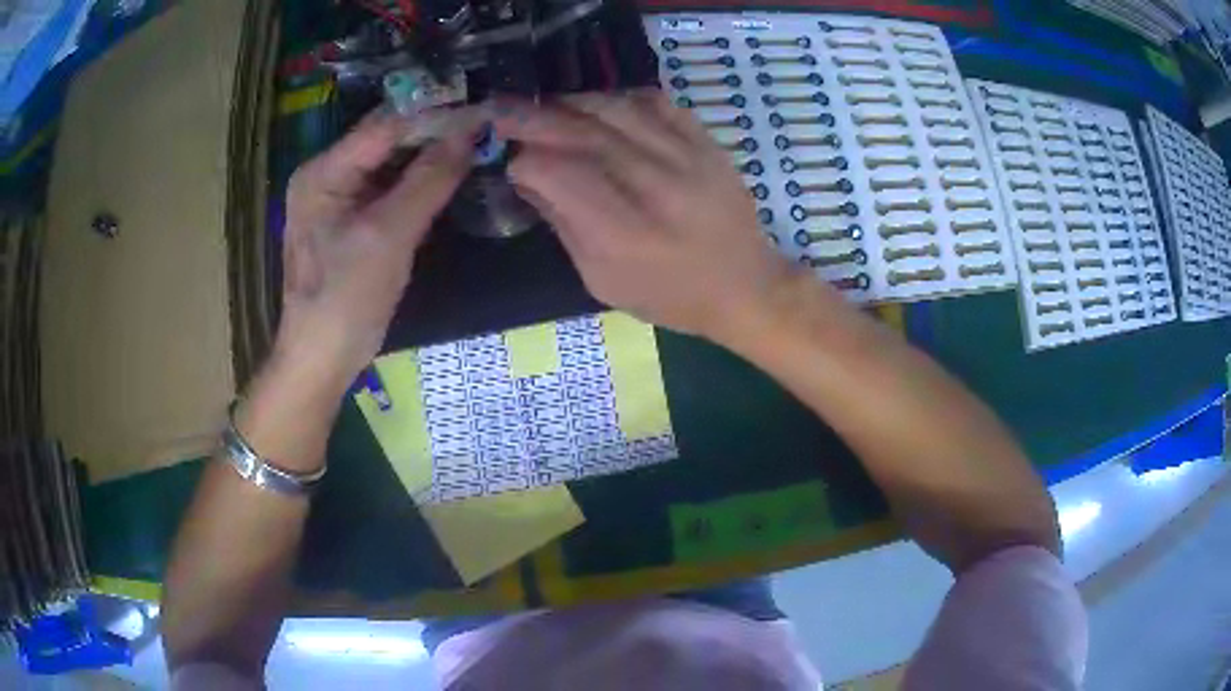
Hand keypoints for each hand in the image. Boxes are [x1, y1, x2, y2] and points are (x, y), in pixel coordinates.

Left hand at [277, 108, 476, 386]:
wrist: (323, 358)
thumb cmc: (347, 298)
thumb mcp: (389, 235)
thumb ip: (429, 179)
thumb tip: (469, 131)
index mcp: (323, 171)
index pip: (384, 126)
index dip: (433, 114)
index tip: (480, 108)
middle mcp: (326, 175)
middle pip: (385, 140)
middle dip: (432, 132)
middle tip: (483, 124)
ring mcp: (337, 198)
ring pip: (390, 163)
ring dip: (428, 155)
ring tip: (475, 143)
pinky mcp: (350, 220)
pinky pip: (388, 188)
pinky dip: (418, 182)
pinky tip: (449, 175)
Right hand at [494, 90, 798, 341]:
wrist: (745, 286)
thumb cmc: (670, 296)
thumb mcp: (604, 281)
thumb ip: (564, 225)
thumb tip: (529, 177)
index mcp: (624, 235)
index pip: (560, 175)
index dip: (527, 162)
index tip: (513, 162)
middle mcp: (655, 188)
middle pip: (584, 135)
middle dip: (535, 118)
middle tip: (504, 109)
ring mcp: (687, 159)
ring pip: (617, 109)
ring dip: (573, 102)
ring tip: (547, 105)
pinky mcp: (707, 143)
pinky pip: (657, 102)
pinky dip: (621, 97)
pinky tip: (601, 104)